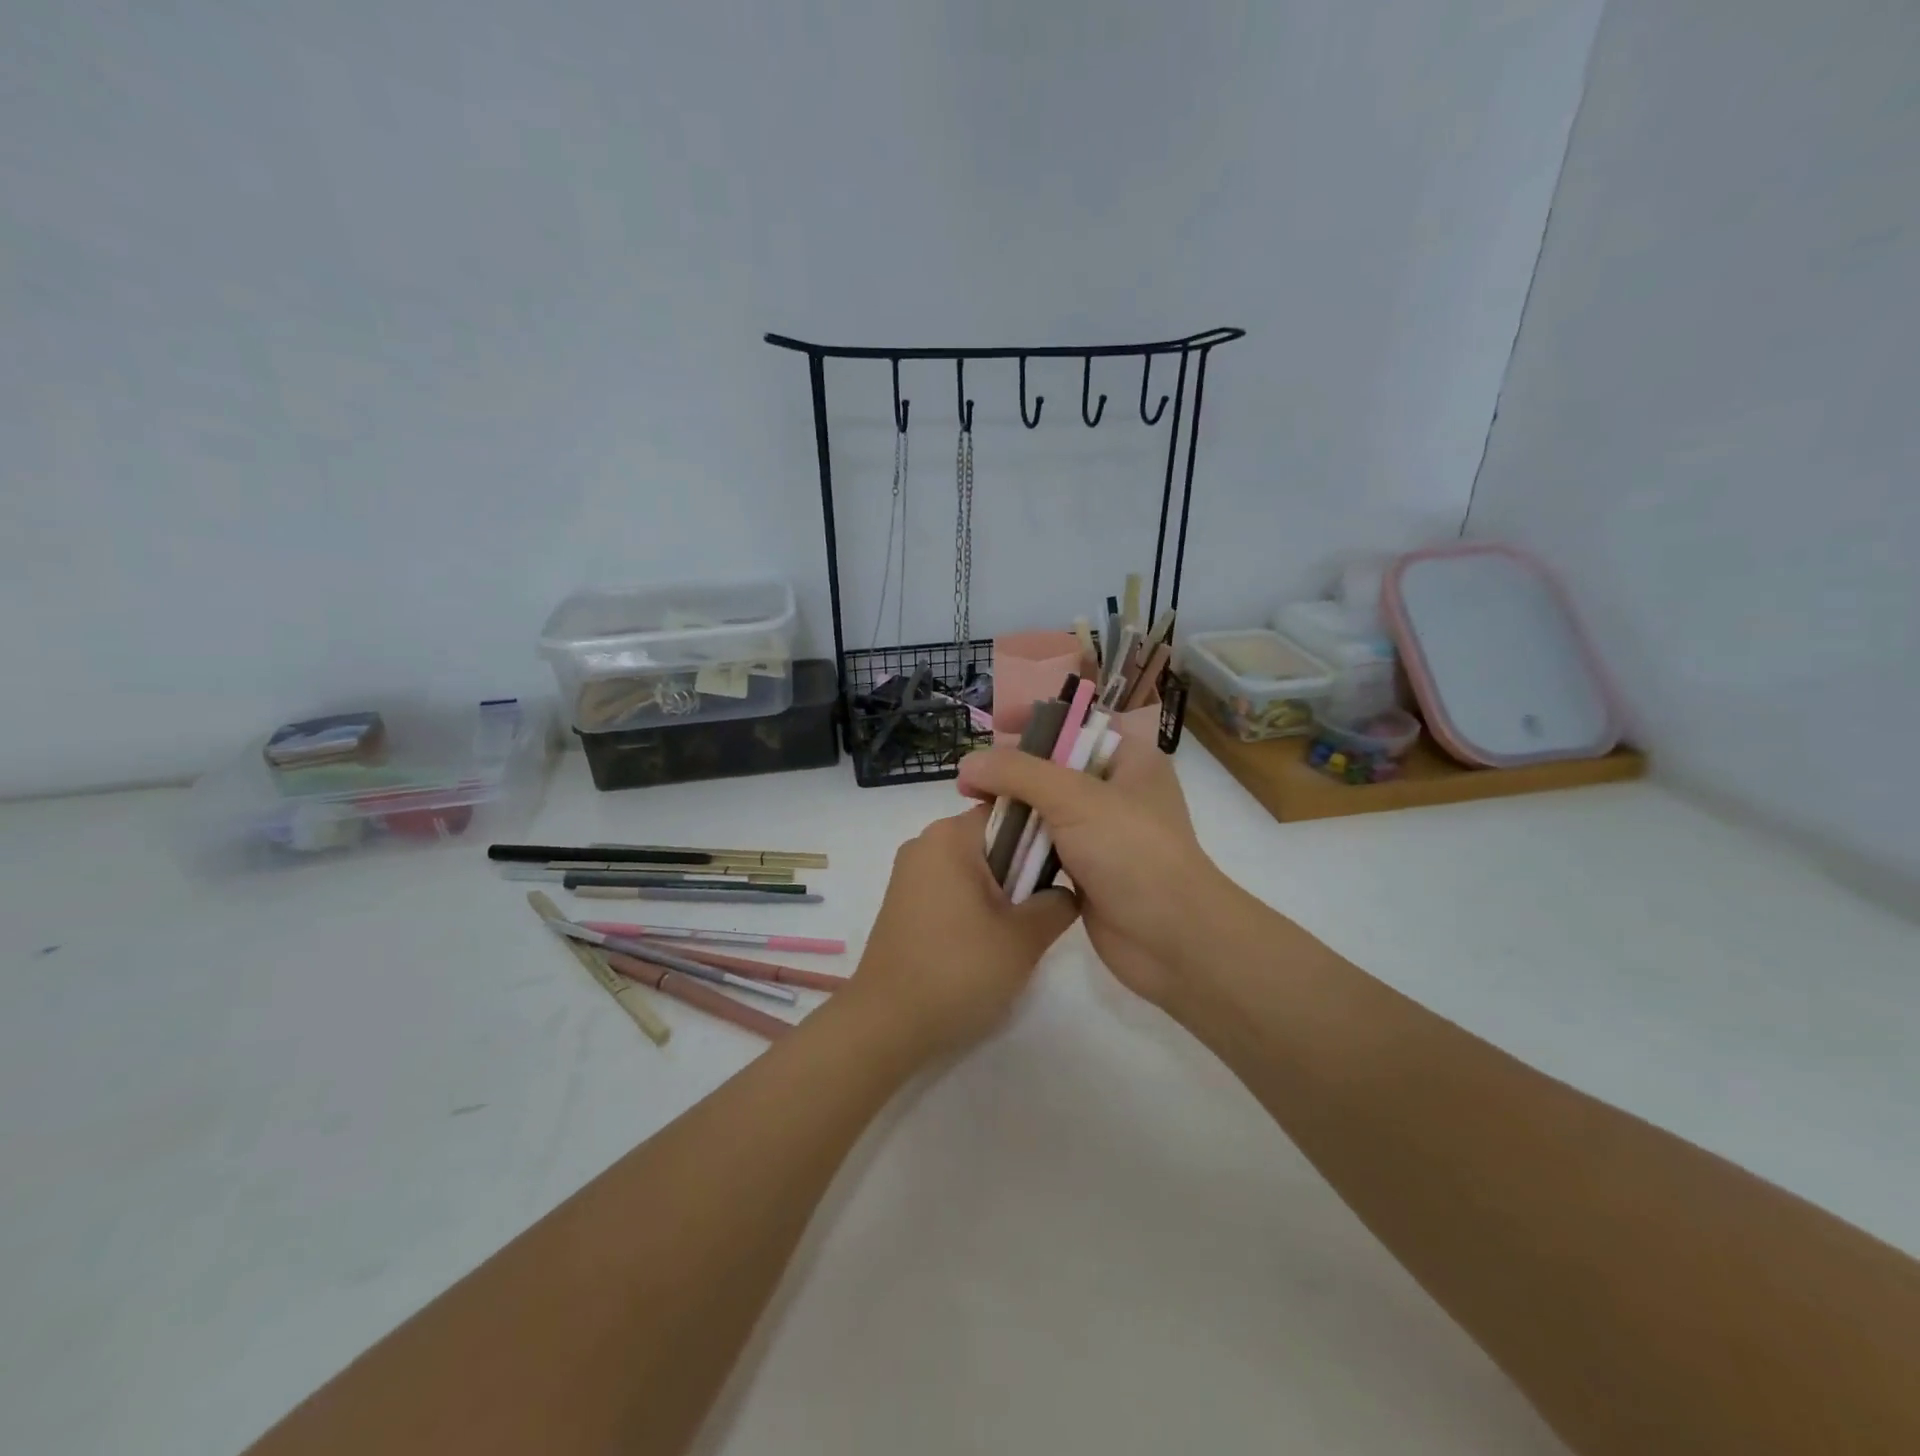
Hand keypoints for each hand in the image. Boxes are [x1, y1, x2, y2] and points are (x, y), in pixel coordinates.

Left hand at [848, 805, 1080, 1059]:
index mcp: (950, 836)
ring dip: (1000, 892)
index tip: (1063, 871)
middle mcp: (925, 843)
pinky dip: (974, 905)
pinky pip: (951, 887)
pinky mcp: (903, 902)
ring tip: (1017, 932)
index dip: (1043, 836)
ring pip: (973, 867)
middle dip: (1022, 869)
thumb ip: (1058, 903)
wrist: (886, 1024)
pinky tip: (986, 943)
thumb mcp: (1024, 938)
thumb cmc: (958, 970)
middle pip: (992, 839)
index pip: (1011, 812)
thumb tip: (1065, 891)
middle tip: (1043, 909)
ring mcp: (909, 873)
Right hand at [956, 740, 1229, 1007]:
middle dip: (1013, 768)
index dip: (1038, 717)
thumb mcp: (1075, 798)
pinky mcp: (1086, 870)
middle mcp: (1116, 790)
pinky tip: (987, 843)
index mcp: (1130, 759)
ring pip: (1045, 809)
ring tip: (970, 807)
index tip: (996, 724)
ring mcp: (1101, 833)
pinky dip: (1018, 844)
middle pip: (1055, 766)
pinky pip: (1043, 846)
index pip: (1078, 723)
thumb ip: (1018, 773)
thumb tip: (968, 762)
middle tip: (970, 777)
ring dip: (1011, 808)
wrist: (1171, 939)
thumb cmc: (1132, 852)